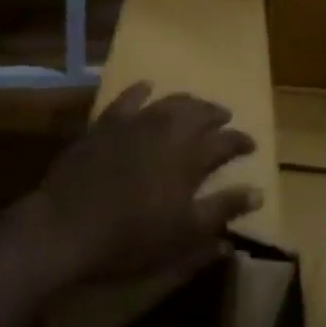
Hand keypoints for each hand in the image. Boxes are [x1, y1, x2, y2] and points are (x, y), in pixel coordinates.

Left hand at [27, 82, 260, 286]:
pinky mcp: (106, 123)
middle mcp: (167, 130)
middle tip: (225, 117)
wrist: (68, 226)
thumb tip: (257, 192)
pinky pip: (128, 98)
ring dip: (187, 102)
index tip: (251, 145)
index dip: (240, 142)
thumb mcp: (185, 235)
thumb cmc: (132, 238)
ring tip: (195, 106)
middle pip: (198, 113)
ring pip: (169, 102)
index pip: (225, 142)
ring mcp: (135, 122)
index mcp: (190, 157)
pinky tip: (147, 87)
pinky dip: (142, 91)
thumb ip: (222, 210)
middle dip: (215, 114)